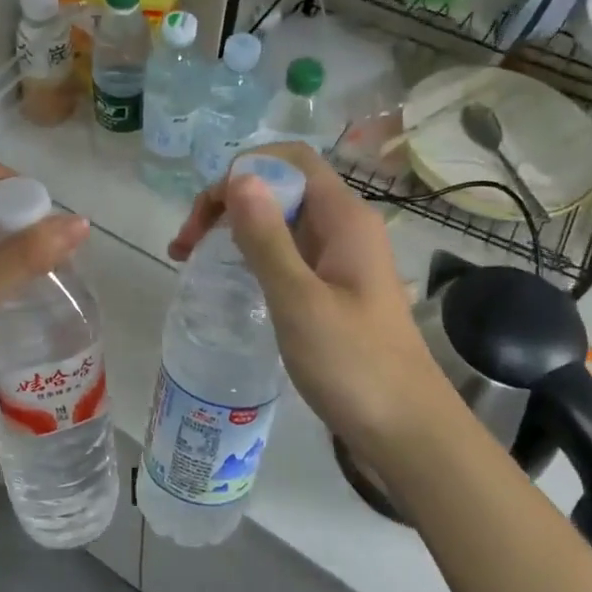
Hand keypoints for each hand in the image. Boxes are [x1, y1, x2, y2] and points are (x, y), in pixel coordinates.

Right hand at [168, 143, 456, 455]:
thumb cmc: (353, 366)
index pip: (291, 160)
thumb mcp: (299, 300)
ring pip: (281, 222)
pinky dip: (252, 256)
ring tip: (192, 260)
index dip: (243, 171)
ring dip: (235, 230)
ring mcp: (340, 260)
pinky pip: (288, 254)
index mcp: (345, 219)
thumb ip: (267, 238)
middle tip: (186, 246)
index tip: (205, 215)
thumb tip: (238, 176)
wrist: (405, 431)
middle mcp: (345, 228)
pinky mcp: (333, 289)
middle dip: (229, 202)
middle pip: (281, 187)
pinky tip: (229, 281)